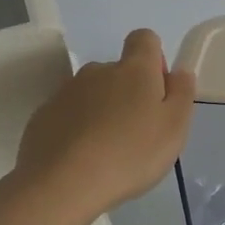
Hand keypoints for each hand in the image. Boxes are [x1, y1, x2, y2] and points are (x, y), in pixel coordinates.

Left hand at [10, 29, 196, 223]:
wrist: (62, 185)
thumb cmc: (130, 154)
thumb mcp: (175, 127)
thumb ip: (182, 93)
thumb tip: (179, 71)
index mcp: (134, 69)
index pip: (144, 38)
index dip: (154, 58)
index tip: (158, 90)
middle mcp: (98, 71)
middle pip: (117, 70)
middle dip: (128, 91)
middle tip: (136, 131)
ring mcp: (66, 92)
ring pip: (91, 93)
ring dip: (101, 110)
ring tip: (106, 149)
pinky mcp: (42, 116)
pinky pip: (67, 114)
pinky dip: (77, 128)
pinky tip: (80, 158)